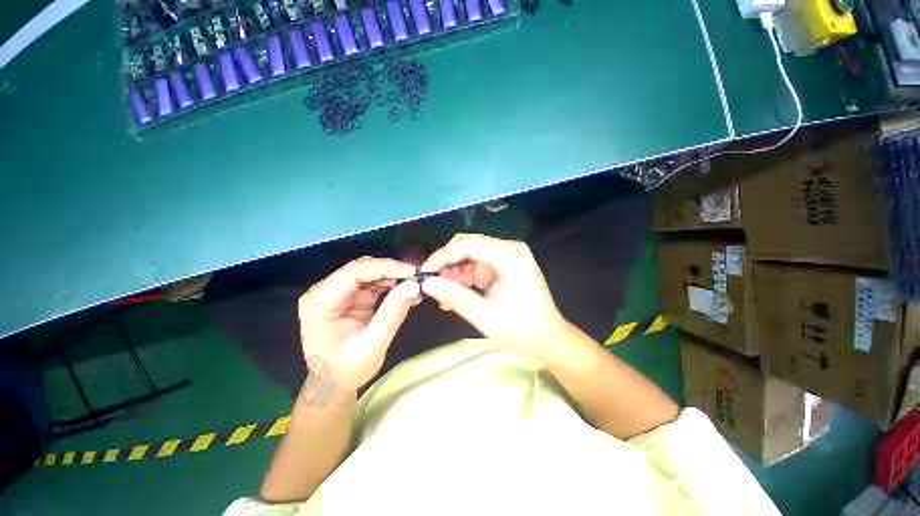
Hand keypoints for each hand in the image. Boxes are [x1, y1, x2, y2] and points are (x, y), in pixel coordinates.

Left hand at [297, 258, 418, 404]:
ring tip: (414, 285)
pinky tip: (404, 290)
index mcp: (320, 302)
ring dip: (393, 275)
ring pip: (368, 271)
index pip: (354, 272)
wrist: (332, 384)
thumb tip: (413, 286)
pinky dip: (390, 283)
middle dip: (391, 270)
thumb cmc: (346, 370)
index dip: (385, 267)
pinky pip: (372, 281)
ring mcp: (336, 292)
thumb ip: (391, 315)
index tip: (413, 273)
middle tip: (417, 278)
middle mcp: (324, 291)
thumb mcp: (372, 346)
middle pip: (361, 268)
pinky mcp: (349, 296)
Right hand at [419, 234, 568, 362]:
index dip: (442, 256)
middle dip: (447, 264)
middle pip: (467, 246)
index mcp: (509, 254)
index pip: (467, 245)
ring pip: (469, 256)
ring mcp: (506, 258)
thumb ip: (454, 296)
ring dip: (453, 273)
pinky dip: (463, 279)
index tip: (423, 273)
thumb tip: (427, 283)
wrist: (547, 341)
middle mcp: (508, 249)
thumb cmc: (521, 329)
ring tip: (442, 295)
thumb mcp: (484, 314)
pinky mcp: (502, 268)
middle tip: (430, 283)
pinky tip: (454, 295)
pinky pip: (476, 267)